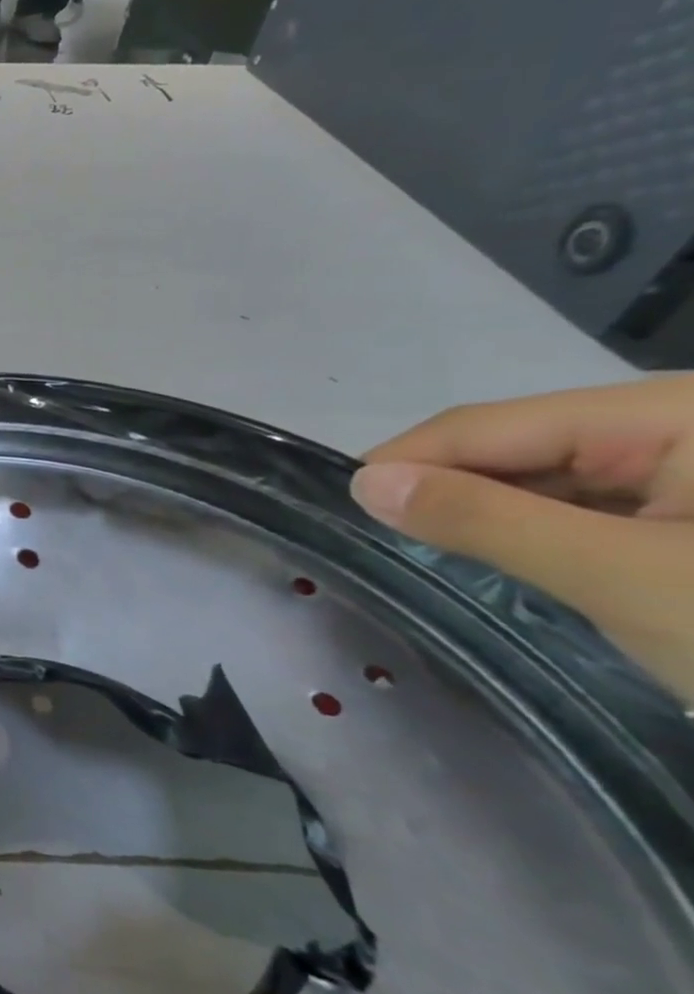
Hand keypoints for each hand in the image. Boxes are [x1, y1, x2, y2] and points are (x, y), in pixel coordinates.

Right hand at [351, 375, 693, 704]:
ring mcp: (689, 461)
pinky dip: (530, 527)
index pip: (488, 423)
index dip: (404, 460)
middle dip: (440, 487)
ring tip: (424, 548)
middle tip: (373, 537)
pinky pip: (583, 501)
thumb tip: (364, 482)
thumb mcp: (626, 580)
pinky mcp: (692, 503)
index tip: (336, 505)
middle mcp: (678, 420)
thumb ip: (486, 521)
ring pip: (542, 473)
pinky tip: (499, 554)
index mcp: (673, 413)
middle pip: (514, 443)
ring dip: (481, 510)